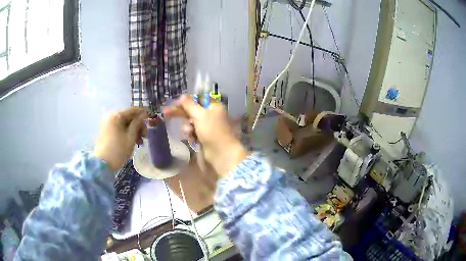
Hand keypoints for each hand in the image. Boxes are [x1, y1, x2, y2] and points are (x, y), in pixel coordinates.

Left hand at [95, 107, 146, 171]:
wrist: (103, 164)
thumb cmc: (118, 150)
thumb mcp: (131, 137)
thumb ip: (137, 124)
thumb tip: (144, 115)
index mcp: (116, 115)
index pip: (132, 110)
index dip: (143, 113)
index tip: (151, 117)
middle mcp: (110, 116)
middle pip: (128, 117)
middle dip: (138, 125)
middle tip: (145, 135)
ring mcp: (107, 124)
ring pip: (124, 123)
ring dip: (133, 130)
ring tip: (139, 141)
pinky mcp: (106, 131)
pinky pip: (119, 128)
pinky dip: (126, 132)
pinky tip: (132, 141)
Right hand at [164, 95, 247, 176]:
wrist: (221, 155)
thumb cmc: (212, 131)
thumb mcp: (200, 115)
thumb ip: (190, 105)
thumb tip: (182, 96)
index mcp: (214, 108)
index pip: (198, 100)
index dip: (186, 102)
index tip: (175, 103)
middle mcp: (212, 116)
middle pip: (193, 112)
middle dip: (180, 113)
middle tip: (166, 112)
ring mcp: (208, 129)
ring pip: (191, 124)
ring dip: (188, 127)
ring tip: (190, 132)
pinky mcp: (204, 139)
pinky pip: (193, 133)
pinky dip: (191, 135)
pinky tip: (193, 139)